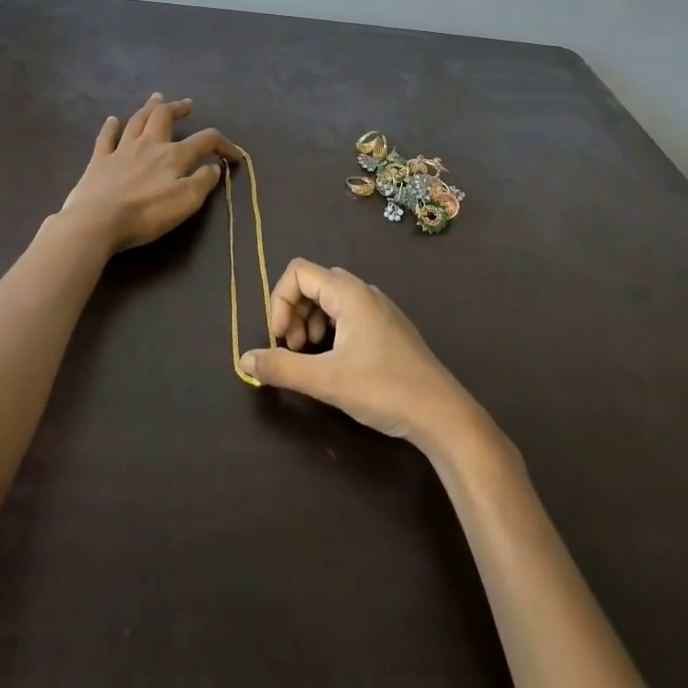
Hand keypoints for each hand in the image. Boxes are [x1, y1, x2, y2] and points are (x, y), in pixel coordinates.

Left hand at [59, 95, 240, 253]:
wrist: (98, 221)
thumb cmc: (146, 214)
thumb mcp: (186, 202)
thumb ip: (203, 182)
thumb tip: (213, 166)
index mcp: (173, 155)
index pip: (205, 140)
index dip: (223, 144)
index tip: (234, 156)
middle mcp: (148, 145)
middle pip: (164, 116)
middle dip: (178, 108)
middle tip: (187, 104)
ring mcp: (121, 150)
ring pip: (137, 121)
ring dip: (149, 108)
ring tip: (157, 99)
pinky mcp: (99, 161)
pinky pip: (106, 137)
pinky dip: (111, 126)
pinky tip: (113, 120)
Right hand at [240, 259, 483, 451]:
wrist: (443, 415)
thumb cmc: (384, 389)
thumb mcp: (326, 381)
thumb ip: (282, 367)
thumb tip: (244, 359)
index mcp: (350, 294)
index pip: (298, 272)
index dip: (280, 300)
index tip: (282, 339)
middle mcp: (365, 292)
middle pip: (314, 283)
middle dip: (294, 312)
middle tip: (294, 348)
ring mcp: (380, 310)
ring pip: (331, 299)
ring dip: (311, 321)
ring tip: (311, 356)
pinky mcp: (389, 329)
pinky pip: (349, 314)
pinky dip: (331, 329)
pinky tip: (335, 362)